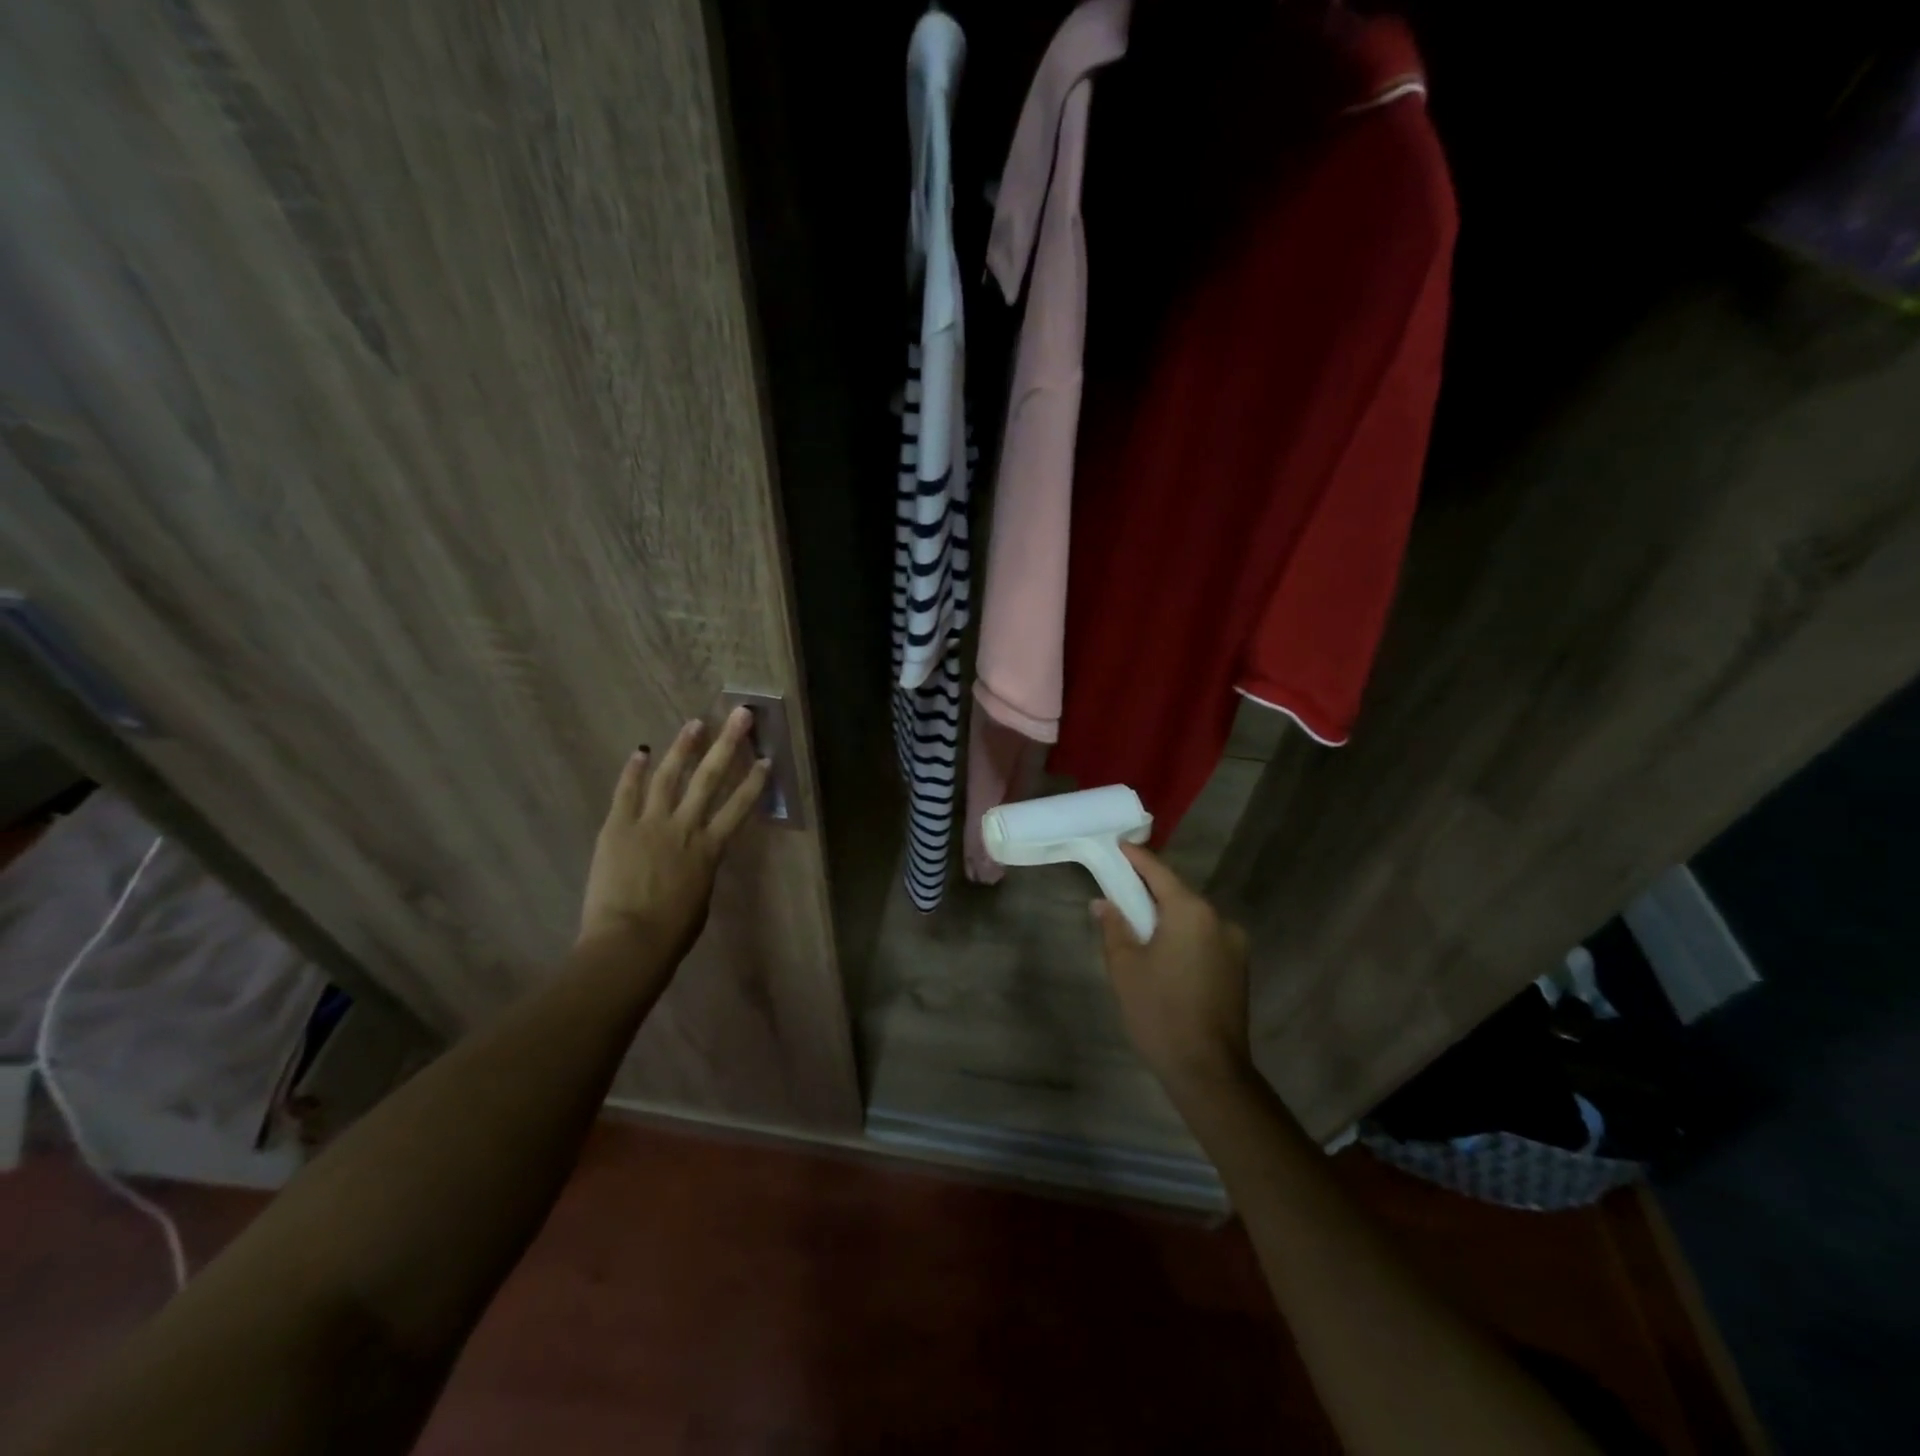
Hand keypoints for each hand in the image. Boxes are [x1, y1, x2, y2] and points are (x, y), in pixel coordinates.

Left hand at [578, 707, 770, 964]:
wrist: (629, 942)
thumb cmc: (672, 933)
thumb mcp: (700, 898)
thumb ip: (700, 869)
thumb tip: (696, 855)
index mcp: (710, 849)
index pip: (739, 807)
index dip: (754, 782)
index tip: (765, 759)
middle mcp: (685, 827)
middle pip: (710, 778)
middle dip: (727, 744)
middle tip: (740, 715)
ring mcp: (650, 823)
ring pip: (669, 776)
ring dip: (683, 747)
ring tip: (695, 723)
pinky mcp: (618, 827)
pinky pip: (627, 792)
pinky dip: (633, 771)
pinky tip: (640, 751)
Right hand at [1092, 842, 1253, 1092]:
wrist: (1208, 1071)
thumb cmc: (1160, 1012)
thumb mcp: (1125, 967)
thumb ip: (1114, 927)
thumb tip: (1104, 903)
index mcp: (1191, 912)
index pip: (1158, 872)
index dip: (1136, 858)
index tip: (1118, 845)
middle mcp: (1219, 920)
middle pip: (1178, 893)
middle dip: (1149, 888)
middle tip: (1119, 886)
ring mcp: (1234, 945)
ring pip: (1192, 917)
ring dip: (1167, 915)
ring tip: (1137, 922)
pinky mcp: (1238, 968)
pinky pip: (1204, 938)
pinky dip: (1182, 935)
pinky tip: (1162, 949)